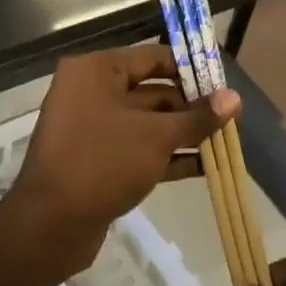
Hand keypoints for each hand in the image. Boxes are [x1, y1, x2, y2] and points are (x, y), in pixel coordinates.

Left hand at [0, 45, 237, 285]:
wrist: (49, 227)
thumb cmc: (102, 163)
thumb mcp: (157, 137)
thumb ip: (198, 117)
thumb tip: (235, 98)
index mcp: (97, 70)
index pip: (154, 57)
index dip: (191, 69)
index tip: (224, 84)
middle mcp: (91, 91)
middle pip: (153, 90)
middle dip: (192, 107)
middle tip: (230, 118)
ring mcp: (92, 127)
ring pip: (148, 122)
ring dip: (184, 133)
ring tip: (225, 142)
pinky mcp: (96, 160)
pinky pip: (138, 148)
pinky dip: (167, 155)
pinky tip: (204, 166)